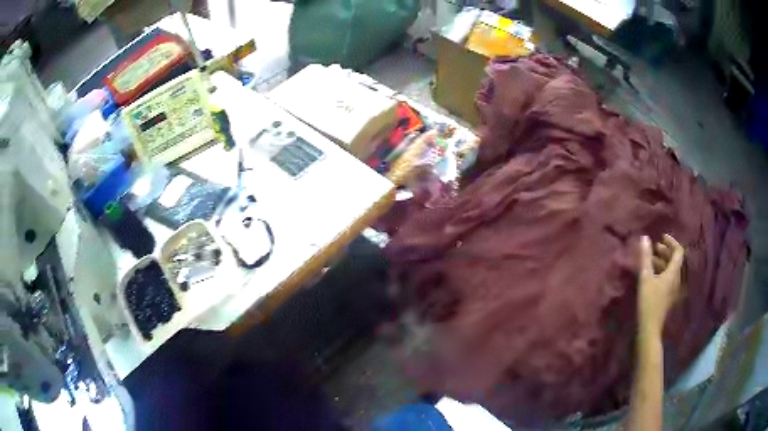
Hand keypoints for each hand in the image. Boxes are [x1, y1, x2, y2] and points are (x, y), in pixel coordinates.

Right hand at [637, 234, 684, 337]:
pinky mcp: (668, 295)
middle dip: (666, 251)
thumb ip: (646, 257)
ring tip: (651, 259)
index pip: (678, 251)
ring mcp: (673, 288)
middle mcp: (677, 278)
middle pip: (675, 260)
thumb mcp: (645, 277)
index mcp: (674, 272)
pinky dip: (662, 271)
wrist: (650, 327)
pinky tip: (652, 274)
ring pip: (671, 269)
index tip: (661, 237)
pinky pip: (668, 277)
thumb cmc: (648, 301)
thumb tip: (645, 238)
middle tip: (654, 247)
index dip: (671, 241)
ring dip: (663, 261)